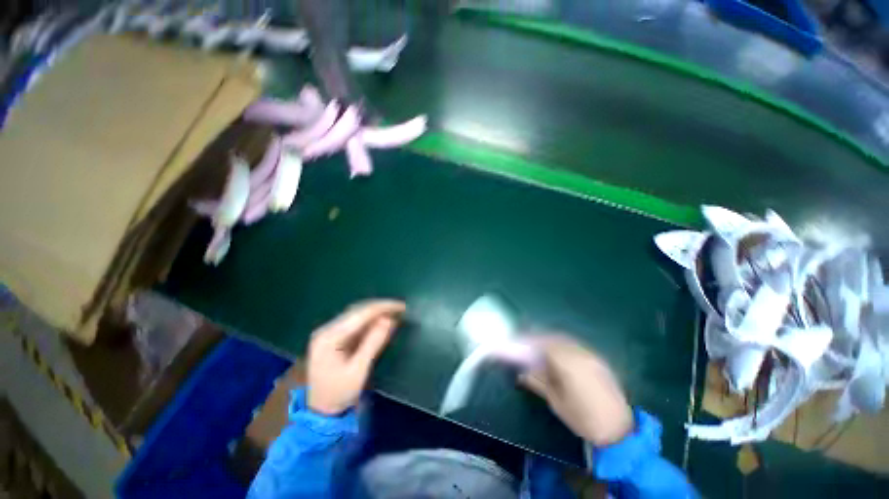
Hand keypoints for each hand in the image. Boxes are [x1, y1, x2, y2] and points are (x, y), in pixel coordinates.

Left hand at [306, 300, 405, 414]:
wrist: (321, 413)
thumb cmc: (339, 394)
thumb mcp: (358, 370)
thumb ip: (373, 342)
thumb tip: (389, 319)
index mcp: (329, 337)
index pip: (360, 314)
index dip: (383, 307)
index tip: (402, 307)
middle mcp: (327, 329)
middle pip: (358, 310)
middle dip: (381, 308)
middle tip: (401, 309)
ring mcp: (329, 333)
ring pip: (357, 314)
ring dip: (377, 312)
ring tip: (395, 312)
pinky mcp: (334, 337)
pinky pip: (355, 323)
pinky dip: (371, 321)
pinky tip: (382, 321)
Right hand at [519, 336, 633, 446]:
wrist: (618, 429)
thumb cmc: (583, 418)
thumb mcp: (556, 401)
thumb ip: (538, 382)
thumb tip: (521, 373)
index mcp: (568, 363)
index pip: (544, 344)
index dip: (530, 341)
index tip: (520, 344)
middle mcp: (580, 354)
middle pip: (555, 337)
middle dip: (539, 338)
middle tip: (528, 345)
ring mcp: (592, 355)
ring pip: (567, 340)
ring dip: (552, 340)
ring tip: (541, 349)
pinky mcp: (599, 360)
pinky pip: (577, 345)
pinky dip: (564, 345)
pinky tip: (560, 354)